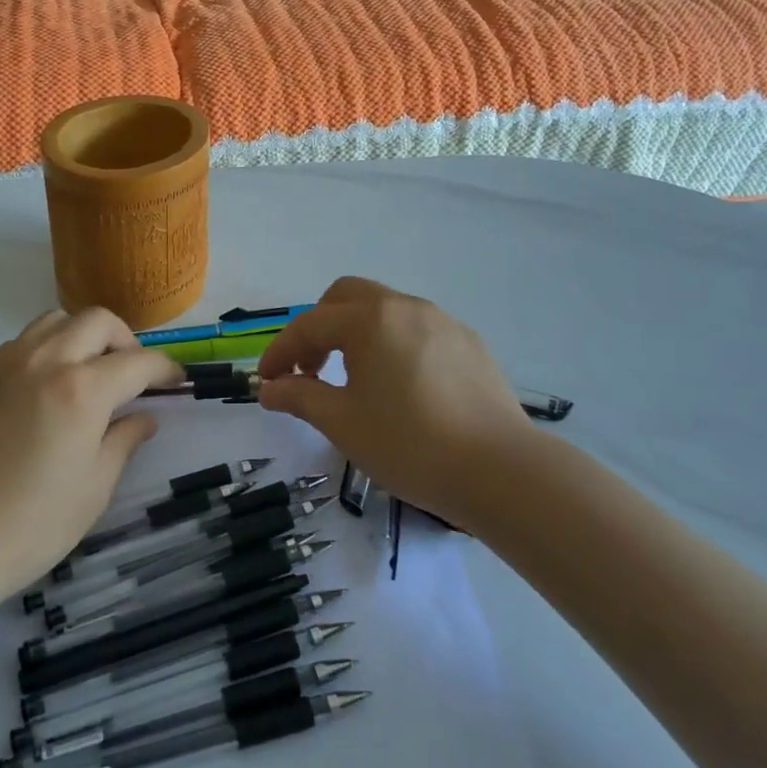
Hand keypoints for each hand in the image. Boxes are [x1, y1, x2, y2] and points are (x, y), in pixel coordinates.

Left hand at [0, 308, 181, 598]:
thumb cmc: (26, 526)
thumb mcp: (92, 490)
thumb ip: (123, 442)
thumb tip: (143, 418)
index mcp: (81, 389)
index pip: (138, 361)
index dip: (165, 368)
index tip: (176, 381)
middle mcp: (44, 360)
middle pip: (96, 321)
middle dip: (125, 341)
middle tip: (131, 376)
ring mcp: (3, 363)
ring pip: (55, 321)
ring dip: (82, 336)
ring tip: (86, 375)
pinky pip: (21, 343)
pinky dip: (46, 351)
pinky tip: (42, 392)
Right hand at [257, 277, 545, 531]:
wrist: (500, 471)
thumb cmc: (409, 444)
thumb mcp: (342, 423)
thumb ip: (299, 397)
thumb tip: (269, 389)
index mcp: (370, 320)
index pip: (310, 325)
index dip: (281, 351)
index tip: (266, 381)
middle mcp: (405, 307)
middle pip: (347, 296)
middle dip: (319, 326)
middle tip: (310, 368)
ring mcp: (443, 321)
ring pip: (385, 309)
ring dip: (357, 333)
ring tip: (354, 379)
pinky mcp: (469, 343)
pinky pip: (417, 329)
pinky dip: (392, 344)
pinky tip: (400, 386)